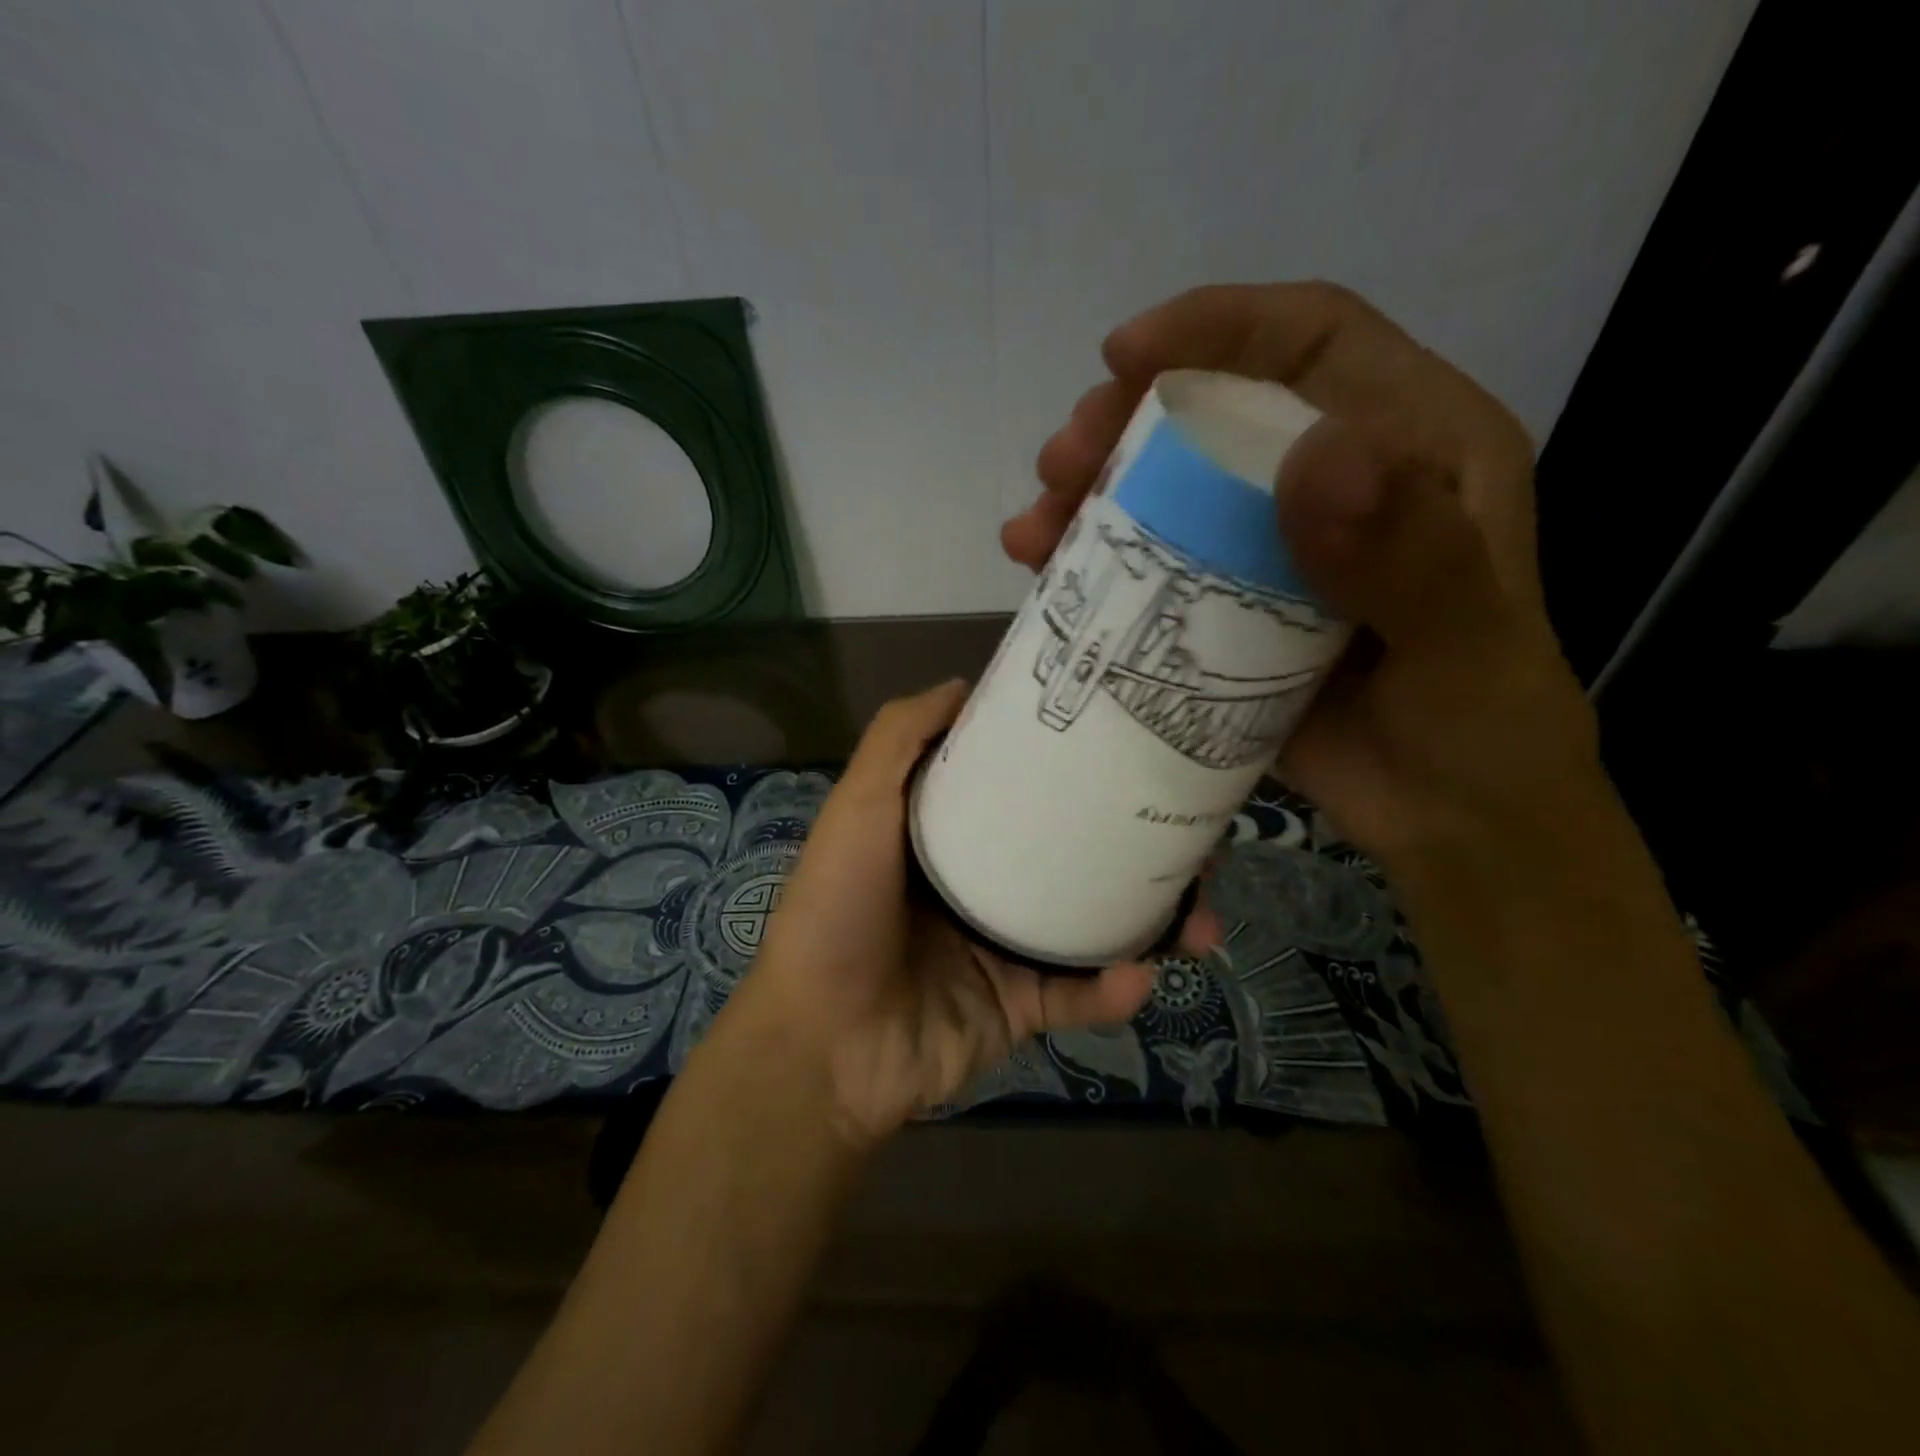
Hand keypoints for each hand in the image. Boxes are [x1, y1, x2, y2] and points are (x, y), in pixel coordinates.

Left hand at [719, 681, 1167, 1150]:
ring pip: (1094, 926)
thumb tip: (965, 683)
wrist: (822, 1045)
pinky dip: (1113, 989)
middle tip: (1195, 835)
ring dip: (1152, 922)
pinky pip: (1079, 995)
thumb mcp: (859, 807)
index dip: (1072, 771)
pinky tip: (1141, 974)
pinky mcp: (1018, 1008)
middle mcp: (984, 886)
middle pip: (1073, 856)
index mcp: (951, 837)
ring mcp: (1005, 949)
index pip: (1023, 792)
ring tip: (1201, 913)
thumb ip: (899, 739)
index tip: (1129, 747)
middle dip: (1135, 848)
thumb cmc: (838, 911)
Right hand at [1005, 282, 1598, 876]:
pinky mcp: (1229, 610)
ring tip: (1033, 529)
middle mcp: (1335, 481)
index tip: (1125, 356)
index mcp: (1414, 447)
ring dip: (1092, 495)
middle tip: (1061, 461)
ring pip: (1170, 490)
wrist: (1447, 823)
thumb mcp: (1463, 645)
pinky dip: (1096, 564)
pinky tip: (1047, 575)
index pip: (1312, 341)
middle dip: (1127, 422)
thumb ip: (1408, 556)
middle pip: (1217, 412)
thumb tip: (1310, 456)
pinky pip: (1153, 566)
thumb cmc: (1478, 730)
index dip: (1218, 326)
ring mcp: (1272, 548)